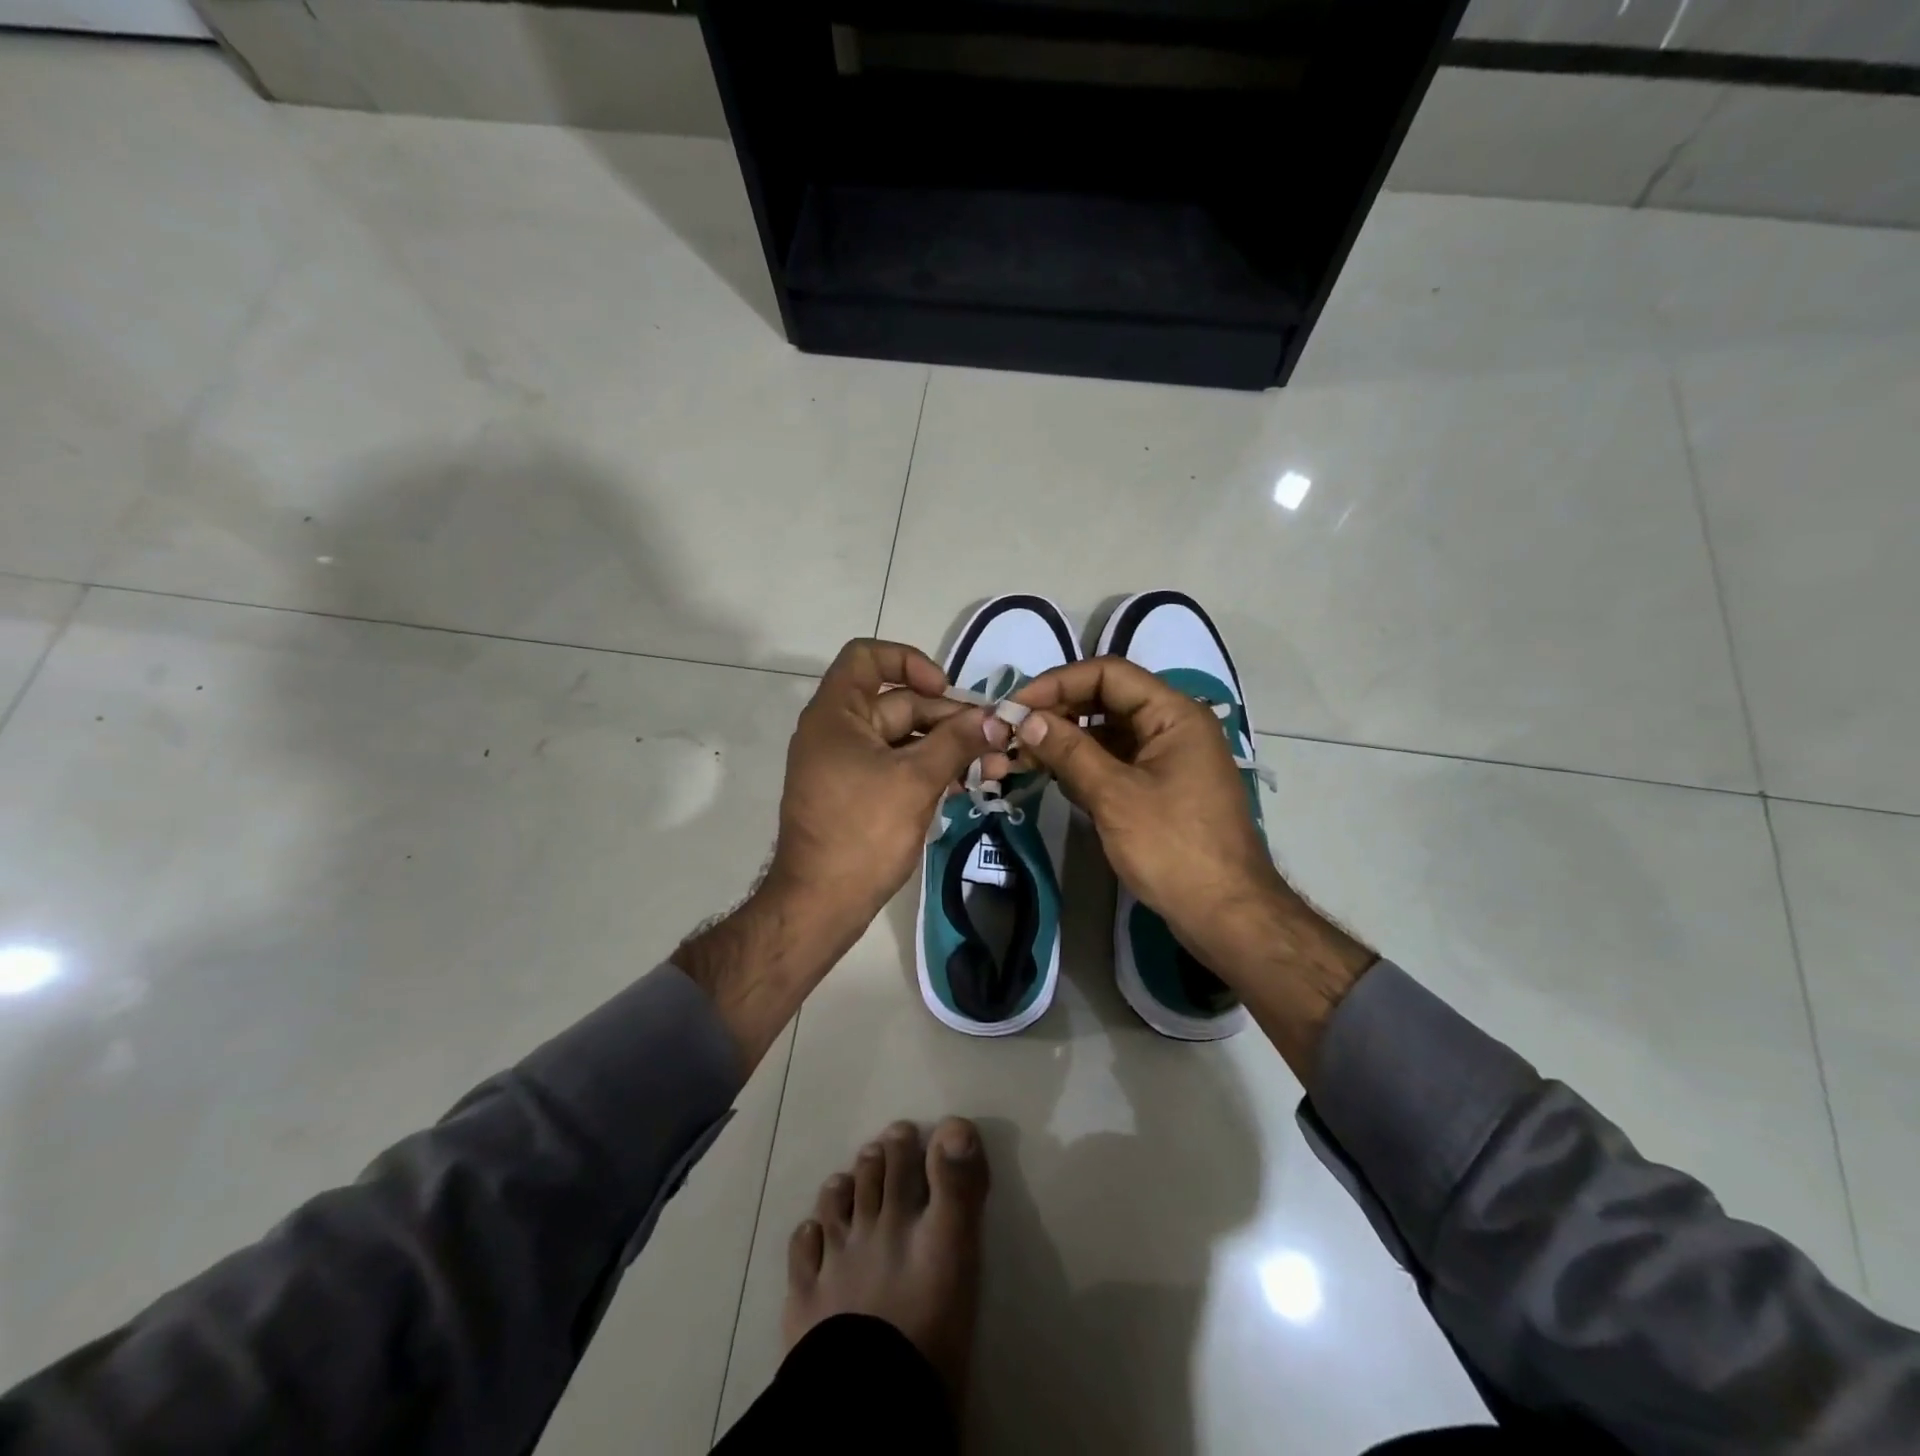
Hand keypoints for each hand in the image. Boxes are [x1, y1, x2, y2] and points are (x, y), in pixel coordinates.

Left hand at [767, 639, 990, 930]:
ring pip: (904, 740)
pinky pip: (898, 768)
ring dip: (948, 748)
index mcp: (836, 714)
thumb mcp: (916, 780)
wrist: (821, 902)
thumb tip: (998, 717)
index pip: (867, 658)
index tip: (945, 689)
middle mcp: (837, 731)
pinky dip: (930, 771)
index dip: (909, 661)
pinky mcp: (859, 794)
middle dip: (949, 719)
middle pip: (898, 703)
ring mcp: (847, 764)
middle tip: (996, 738)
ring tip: (995, 766)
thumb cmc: (863, 832)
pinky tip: (968, 785)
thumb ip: (957, 742)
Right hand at [996, 656, 1281, 960]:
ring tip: (1022, 754)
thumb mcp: (1115, 795)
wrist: (1225, 914)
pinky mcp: (1158, 788)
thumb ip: (1069, 751)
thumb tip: (1026, 719)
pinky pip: (1114, 762)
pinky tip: (1051, 776)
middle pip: (1106, 700)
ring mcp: (1166, 759)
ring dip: (1066, 740)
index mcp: (1174, 714)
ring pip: (1107, 733)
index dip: (1058, 683)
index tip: (1016, 706)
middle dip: (1058, 712)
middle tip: (1013, 732)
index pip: (1108, 674)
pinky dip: (1083, 765)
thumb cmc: (1173, 848)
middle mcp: (1172, 727)